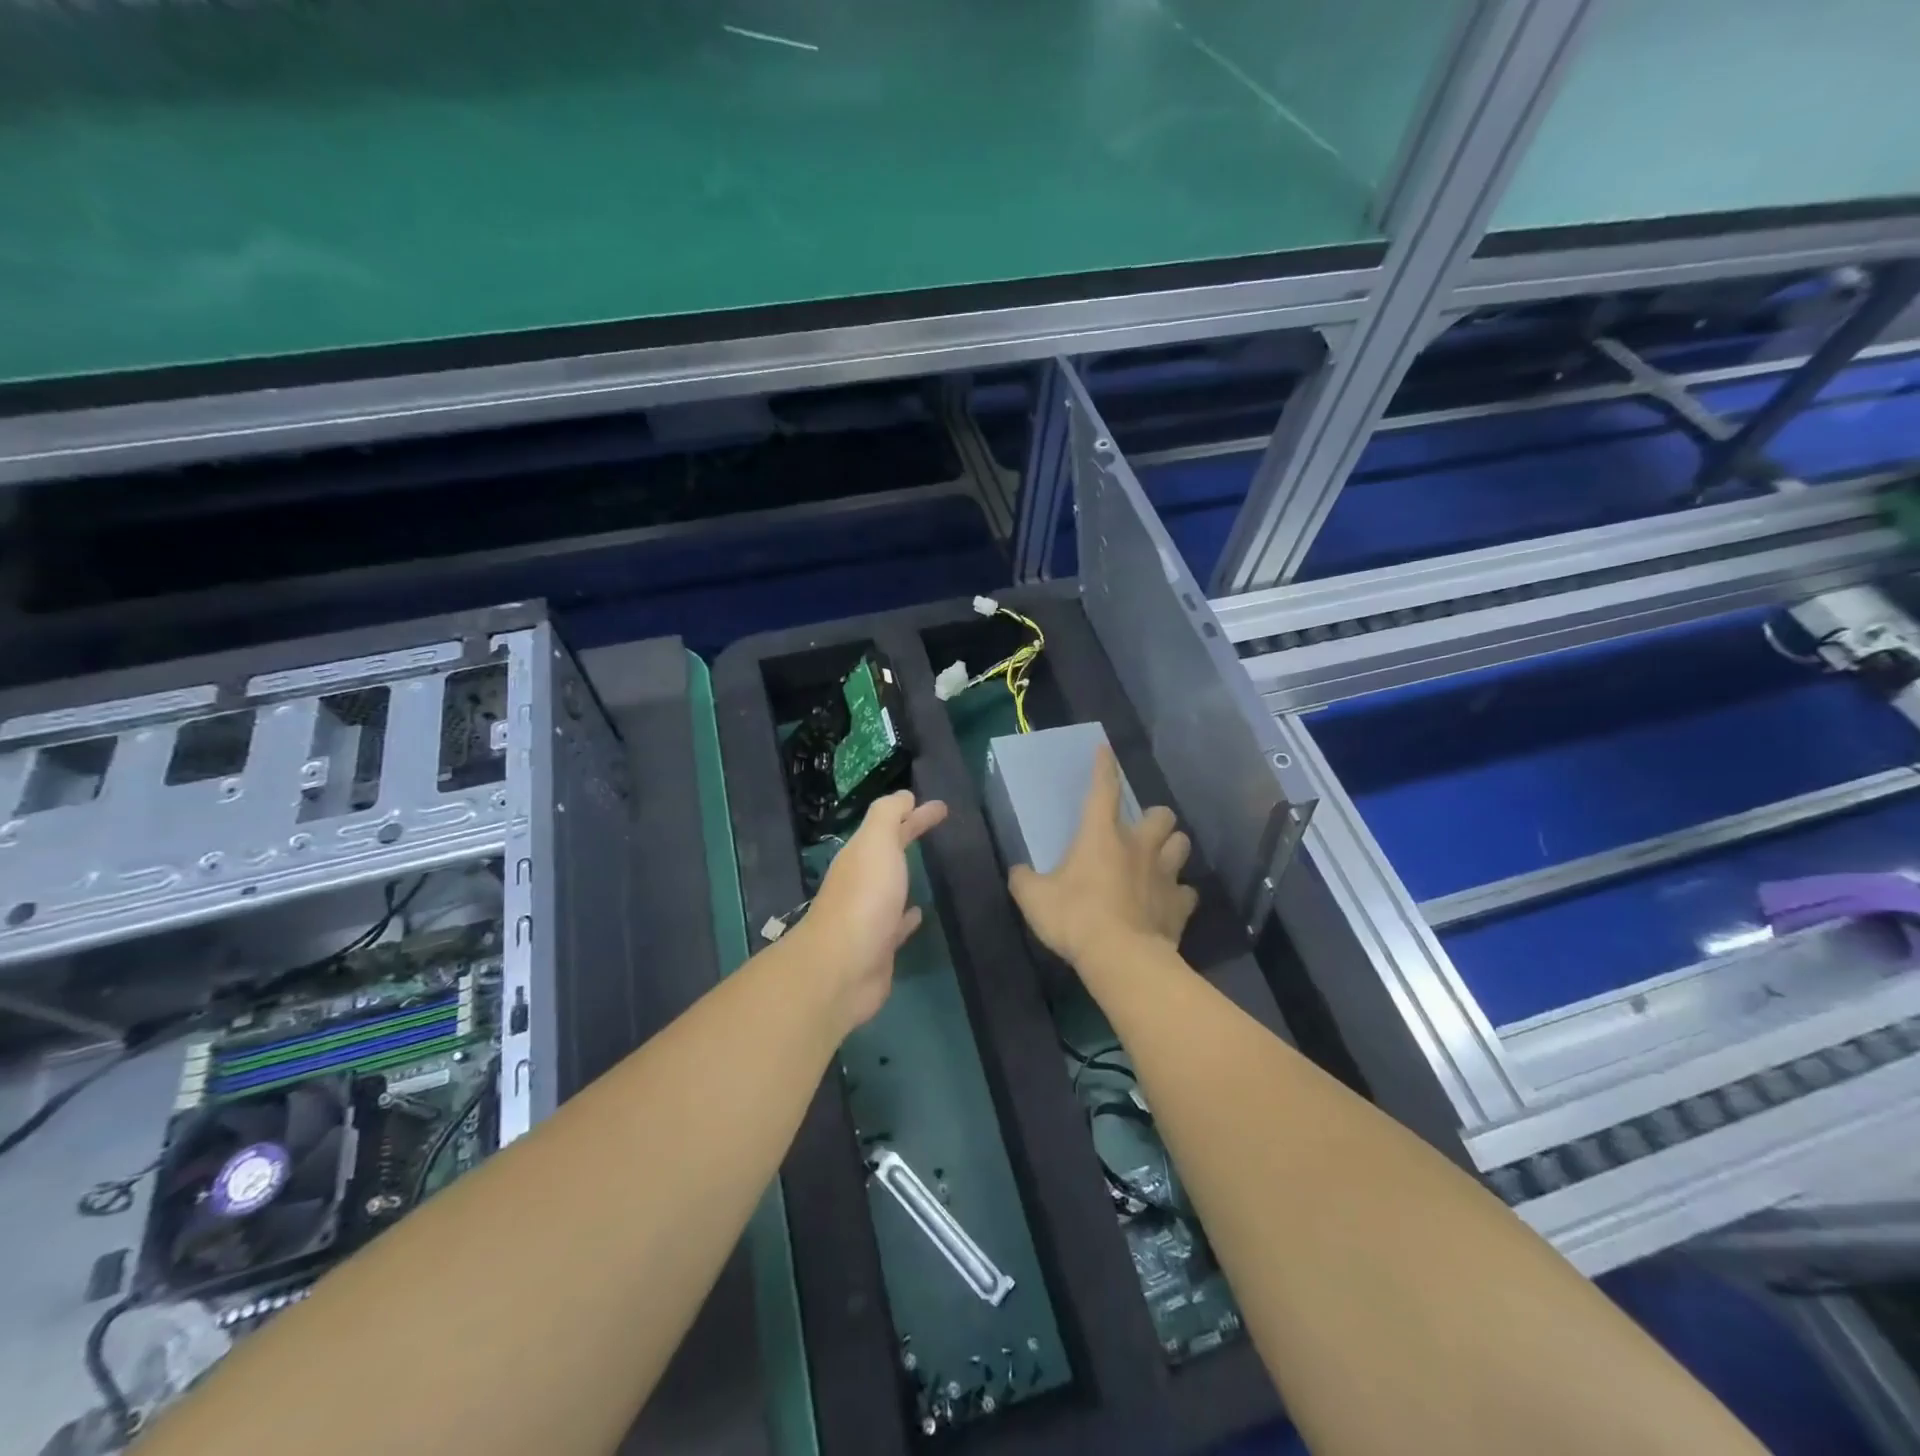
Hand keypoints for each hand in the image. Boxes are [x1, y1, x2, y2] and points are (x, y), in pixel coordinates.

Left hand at [793, 790, 947, 1027]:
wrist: (843, 968)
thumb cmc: (864, 898)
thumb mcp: (876, 843)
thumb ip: (888, 815)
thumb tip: (904, 796)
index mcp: (860, 855)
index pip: (890, 824)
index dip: (914, 812)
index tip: (942, 806)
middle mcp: (862, 881)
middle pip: (890, 851)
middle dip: (911, 834)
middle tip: (941, 822)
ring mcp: (869, 915)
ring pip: (892, 886)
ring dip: (907, 874)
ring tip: (929, 866)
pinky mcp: (880, 946)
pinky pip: (898, 924)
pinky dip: (908, 916)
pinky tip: (919, 913)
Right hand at [1008, 746, 1196, 969]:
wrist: (1122, 958)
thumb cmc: (1075, 918)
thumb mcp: (1033, 898)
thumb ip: (1024, 880)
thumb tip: (1018, 872)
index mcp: (1101, 836)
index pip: (1103, 790)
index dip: (1104, 767)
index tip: (1105, 750)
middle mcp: (1139, 847)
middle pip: (1161, 815)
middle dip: (1154, 819)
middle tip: (1140, 833)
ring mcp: (1165, 875)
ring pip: (1182, 845)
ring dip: (1172, 848)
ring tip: (1159, 860)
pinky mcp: (1180, 906)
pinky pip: (1187, 892)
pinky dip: (1179, 894)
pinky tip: (1167, 902)